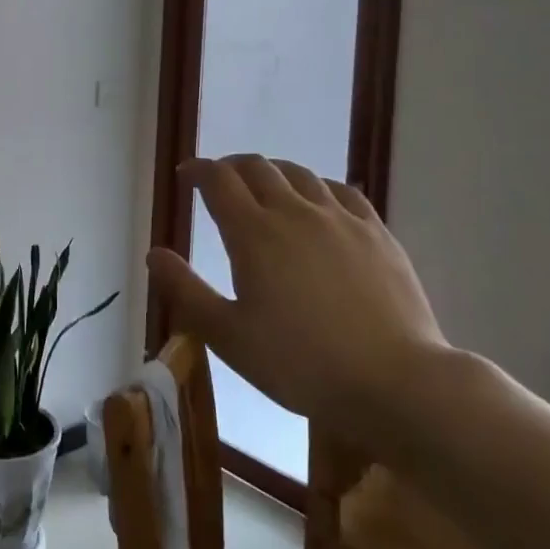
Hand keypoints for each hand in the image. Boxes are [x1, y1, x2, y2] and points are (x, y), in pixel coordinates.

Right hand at [148, 156, 447, 440]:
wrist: (394, 381)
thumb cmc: (300, 363)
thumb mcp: (229, 336)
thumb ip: (186, 291)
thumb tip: (154, 253)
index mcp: (253, 233)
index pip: (218, 180)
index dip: (198, 170)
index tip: (186, 174)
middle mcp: (294, 212)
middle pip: (257, 168)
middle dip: (231, 167)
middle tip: (219, 181)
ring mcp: (340, 218)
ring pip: (299, 174)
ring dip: (272, 172)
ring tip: (264, 187)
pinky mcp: (376, 232)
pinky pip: (341, 190)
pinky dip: (317, 186)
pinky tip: (318, 200)